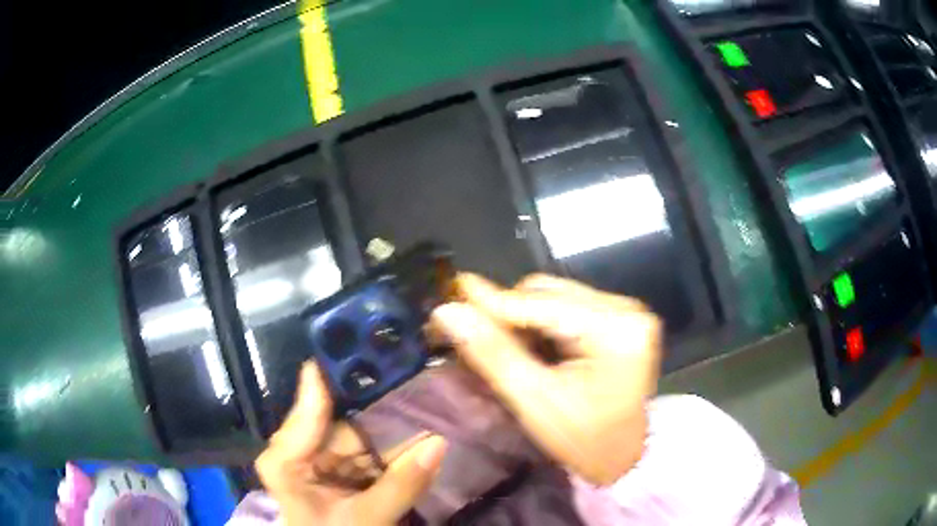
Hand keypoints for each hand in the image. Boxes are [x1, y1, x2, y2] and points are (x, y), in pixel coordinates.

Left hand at [255, 362, 447, 525]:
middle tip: (411, 375)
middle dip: (379, 410)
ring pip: (358, 440)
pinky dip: (390, 455)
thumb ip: (402, 485)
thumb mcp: (367, 520)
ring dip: (390, 435)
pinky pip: (366, 457)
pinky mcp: (336, 474)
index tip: (356, 336)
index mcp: (286, 460)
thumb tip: (440, 442)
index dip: (331, 375)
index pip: (308, 408)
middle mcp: (297, 452)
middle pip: (340, 423)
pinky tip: (416, 443)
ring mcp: (318, 463)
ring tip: (424, 405)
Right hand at [431, 273, 661, 484]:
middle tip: (470, 332)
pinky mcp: (620, 320)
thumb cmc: (583, 440)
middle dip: (507, 313)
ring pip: (555, 298)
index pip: (540, 303)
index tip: (447, 298)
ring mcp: (625, 312)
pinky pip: (568, 309)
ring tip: (499, 345)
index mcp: (615, 329)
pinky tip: (529, 346)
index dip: (490, 301)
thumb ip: (491, 352)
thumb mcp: (535, 400)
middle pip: (548, 293)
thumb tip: (447, 311)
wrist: (624, 457)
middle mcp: (625, 309)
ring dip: (522, 319)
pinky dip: (541, 325)